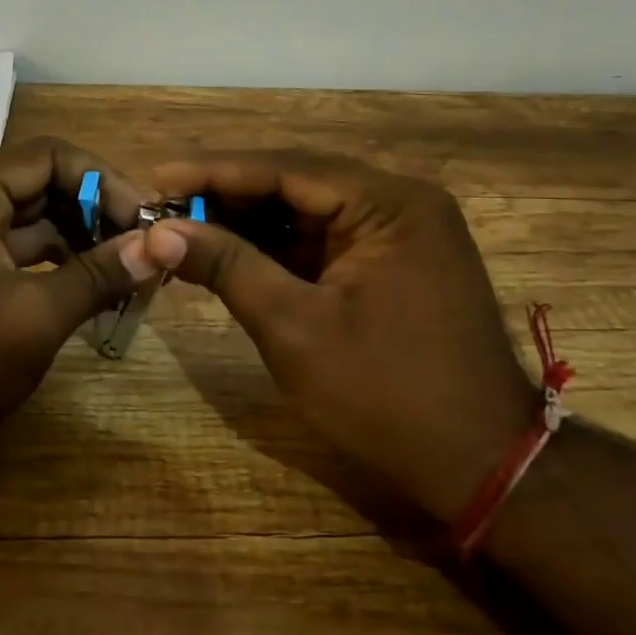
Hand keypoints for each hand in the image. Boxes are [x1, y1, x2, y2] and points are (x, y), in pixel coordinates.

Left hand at [0, 137, 157, 452]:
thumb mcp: (31, 319)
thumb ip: (97, 276)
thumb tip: (159, 247)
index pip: (50, 156)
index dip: (104, 181)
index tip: (145, 221)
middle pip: (38, 185)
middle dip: (93, 213)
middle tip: (140, 251)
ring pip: (25, 222)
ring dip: (74, 242)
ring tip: (121, 274)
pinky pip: (6, 253)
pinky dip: (46, 266)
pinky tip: (81, 291)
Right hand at [145, 150, 539, 518]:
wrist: (479, 465)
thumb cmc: (386, 394)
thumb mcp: (294, 328)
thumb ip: (227, 267)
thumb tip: (159, 232)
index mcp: (389, 203)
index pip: (286, 169)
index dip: (214, 171)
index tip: (157, 176)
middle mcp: (398, 203)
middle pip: (295, 184)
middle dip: (227, 196)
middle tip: (163, 205)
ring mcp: (397, 234)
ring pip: (305, 212)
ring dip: (246, 222)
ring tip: (182, 228)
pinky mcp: (390, 264)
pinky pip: (321, 242)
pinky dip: (273, 249)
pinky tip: (226, 253)